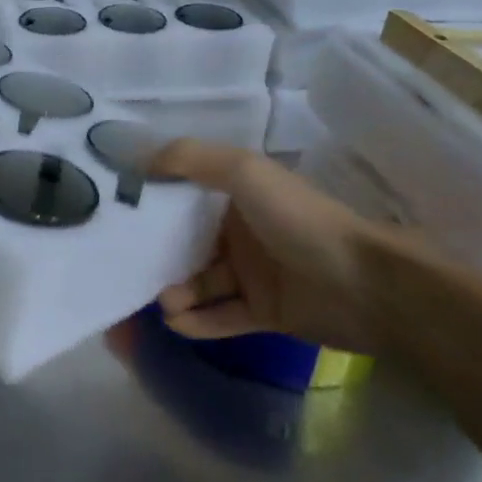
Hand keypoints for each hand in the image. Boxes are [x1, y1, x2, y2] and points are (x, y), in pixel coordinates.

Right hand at [150, 140, 392, 350]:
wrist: (365, 284)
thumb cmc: (299, 219)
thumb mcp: (244, 171)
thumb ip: (191, 159)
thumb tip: (138, 159)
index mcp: (237, 195)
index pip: (185, 196)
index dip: (153, 202)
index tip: (116, 212)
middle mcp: (241, 232)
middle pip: (187, 242)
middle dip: (158, 255)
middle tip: (129, 269)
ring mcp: (253, 274)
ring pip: (201, 282)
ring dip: (176, 291)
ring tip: (163, 302)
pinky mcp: (264, 313)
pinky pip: (221, 316)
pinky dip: (198, 321)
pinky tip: (177, 322)